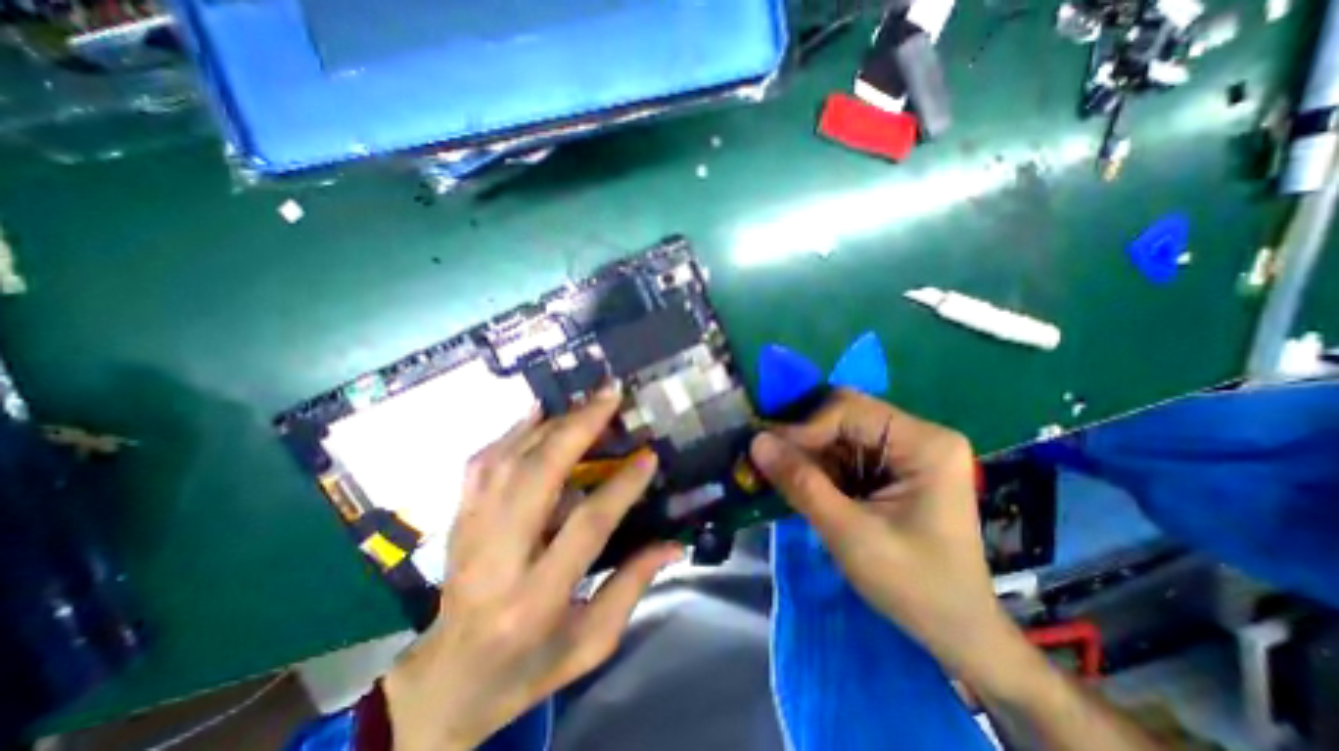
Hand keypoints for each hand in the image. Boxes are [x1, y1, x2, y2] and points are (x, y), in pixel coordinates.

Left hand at [386, 387, 681, 750]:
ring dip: (551, 424)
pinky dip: (513, 431)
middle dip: (579, 429)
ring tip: (585, 402)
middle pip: (538, 476)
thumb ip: (632, 587)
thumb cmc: (528, 666)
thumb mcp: (590, 643)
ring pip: (509, 460)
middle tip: (611, 397)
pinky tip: (538, 411)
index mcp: (536, 598)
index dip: (621, 486)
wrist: (447, 679)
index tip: (649, 455)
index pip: (585, 525)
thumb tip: (673, 543)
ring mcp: (470, 532)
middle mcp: (497, 557)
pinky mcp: (459, 518)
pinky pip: (483, 462)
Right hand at [750, 391, 1015, 688]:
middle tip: (769, 459)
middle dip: (804, 438)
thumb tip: (755, 441)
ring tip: (780, 474)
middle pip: (843, 415)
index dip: (802, 427)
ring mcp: (906, 448)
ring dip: (808, 452)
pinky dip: (819, 465)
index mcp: (924, 443)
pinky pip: (844, 450)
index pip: (848, 410)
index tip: (765, 451)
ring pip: (839, 431)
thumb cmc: (912, 585)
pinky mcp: (892, 465)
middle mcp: (917, 434)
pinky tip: (803, 483)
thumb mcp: (849, 534)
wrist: (954, 629)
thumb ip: (800, 484)